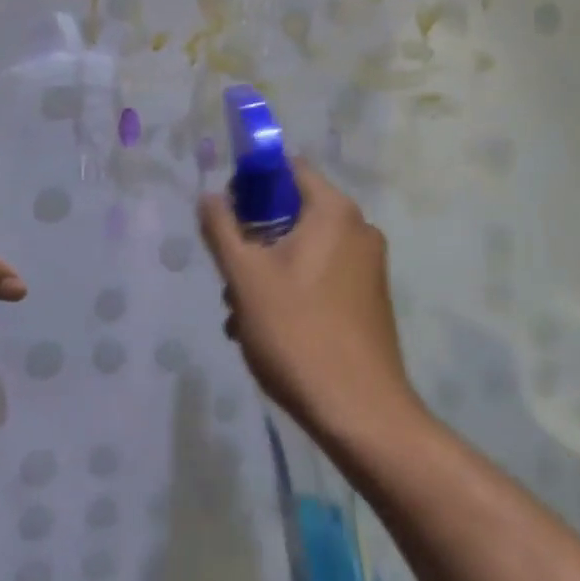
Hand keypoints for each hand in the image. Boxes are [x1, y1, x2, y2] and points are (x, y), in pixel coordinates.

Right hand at [197, 162, 415, 441]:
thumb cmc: (298, 333)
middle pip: (294, 212)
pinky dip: (293, 290)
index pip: (289, 169)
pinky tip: (267, 330)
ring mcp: (368, 265)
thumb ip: (222, 229)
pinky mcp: (370, 298)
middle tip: (229, 278)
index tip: (227, 215)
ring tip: (240, 316)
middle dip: (255, 240)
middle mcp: (359, 229)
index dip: (252, 182)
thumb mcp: (246, 278)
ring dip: (268, 272)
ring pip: (305, 250)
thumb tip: (209, 196)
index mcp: (335, 211)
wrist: (361, 411)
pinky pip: (323, 275)